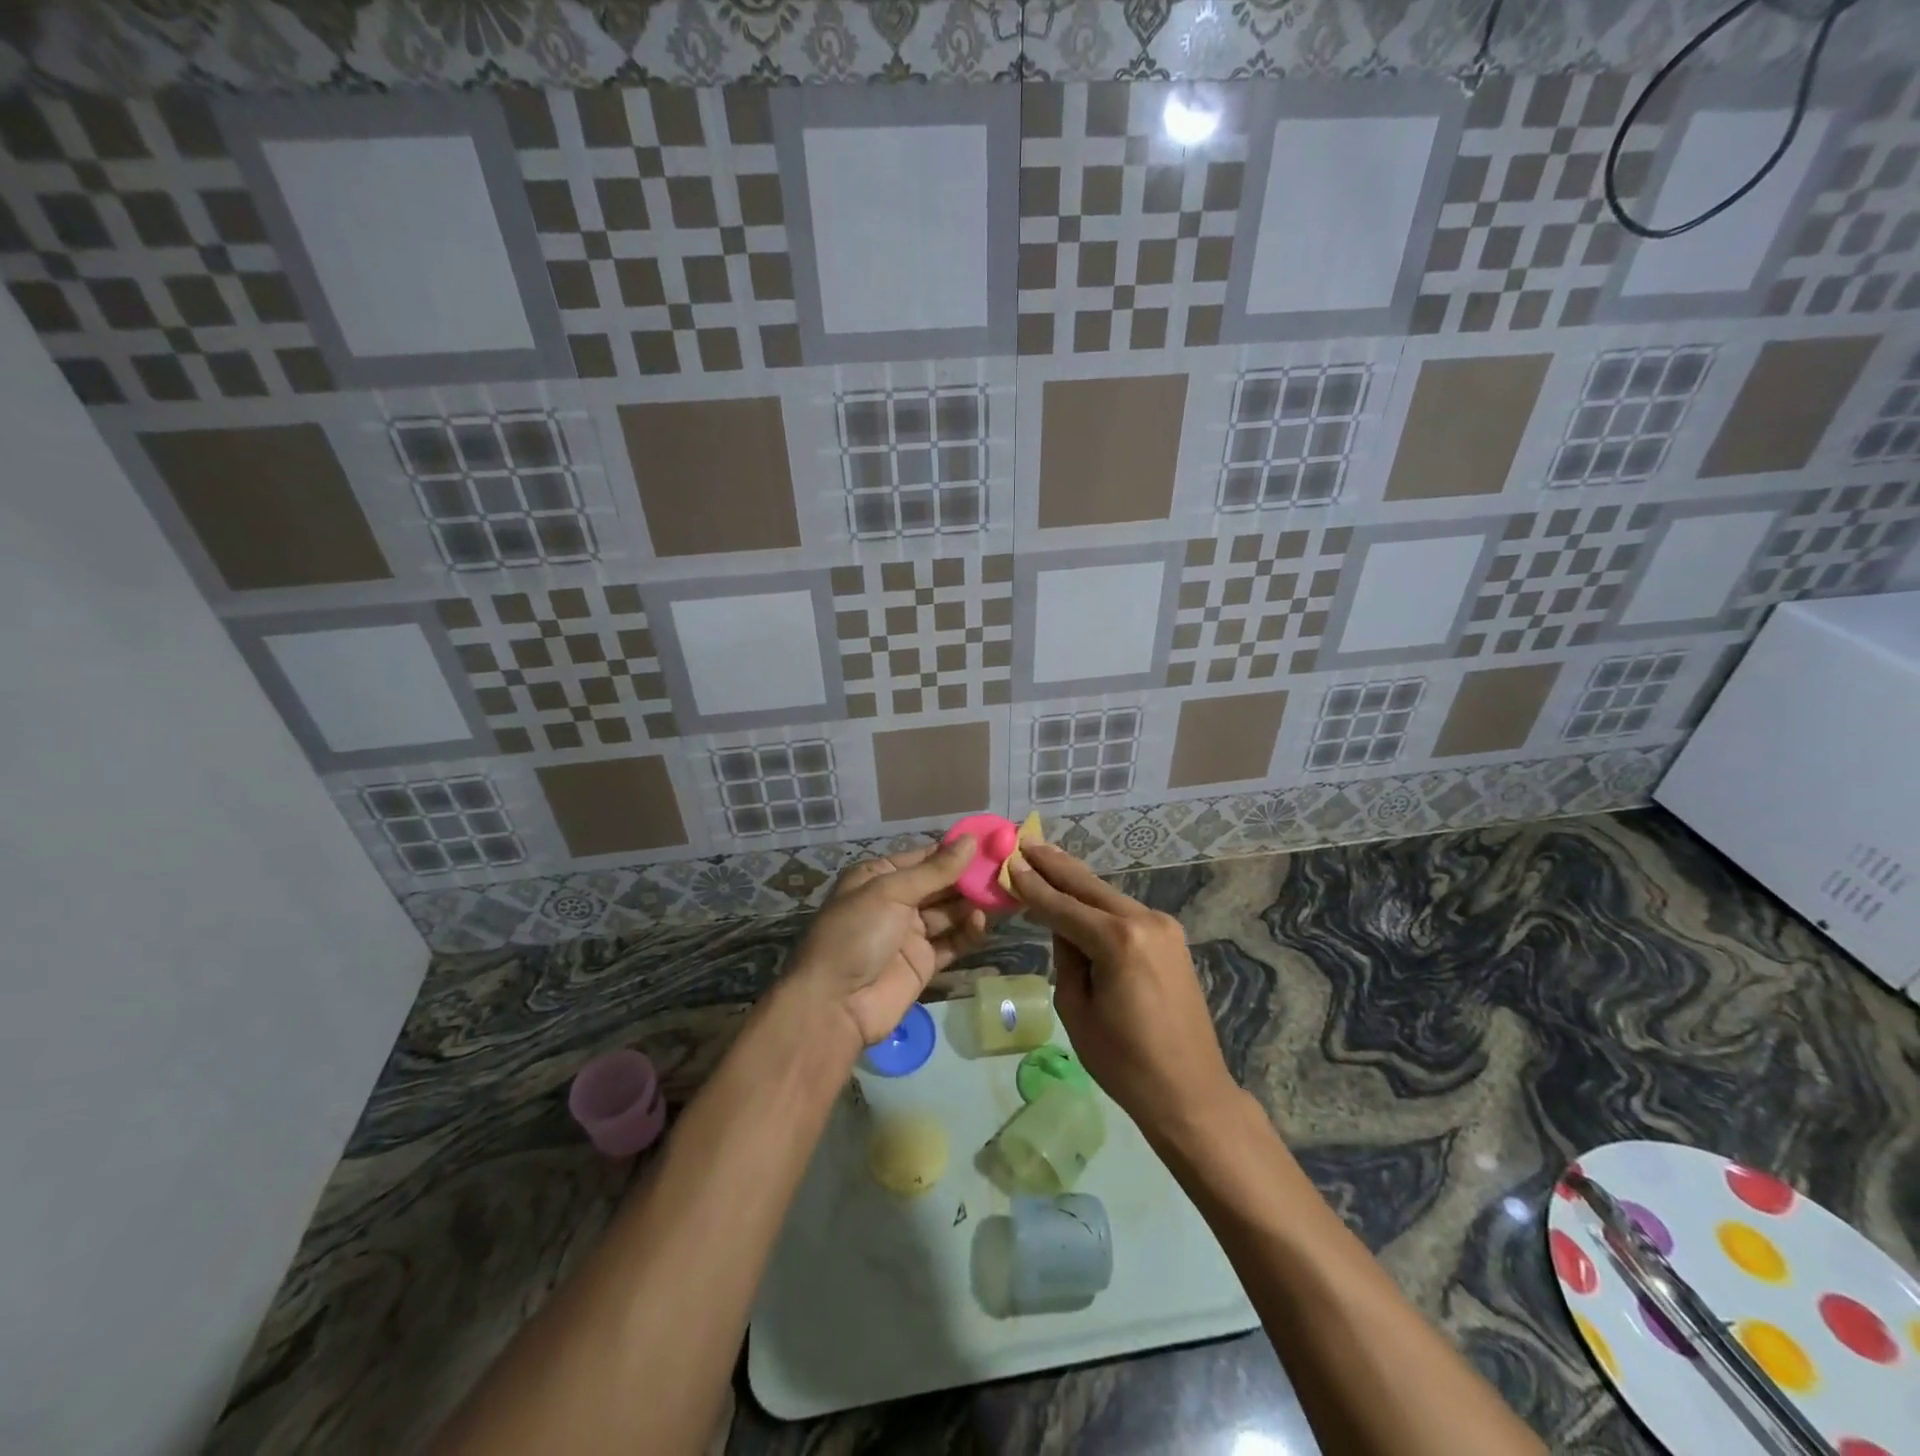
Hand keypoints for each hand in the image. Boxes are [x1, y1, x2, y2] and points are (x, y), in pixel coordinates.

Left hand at [786, 836, 987, 1049]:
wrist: (834, 1005)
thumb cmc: (855, 934)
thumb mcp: (891, 893)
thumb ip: (935, 870)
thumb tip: (971, 840)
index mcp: (879, 876)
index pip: (925, 857)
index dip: (957, 850)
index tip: (993, 841)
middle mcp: (896, 901)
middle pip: (942, 884)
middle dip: (971, 877)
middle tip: (1007, 868)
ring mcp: (910, 933)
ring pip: (951, 912)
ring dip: (974, 903)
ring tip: (1003, 894)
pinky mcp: (924, 962)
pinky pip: (953, 941)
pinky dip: (968, 931)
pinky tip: (983, 922)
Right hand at [1008, 843, 1239, 1137]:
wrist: (1190, 1091)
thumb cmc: (1124, 1062)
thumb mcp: (1076, 1009)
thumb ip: (1065, 958)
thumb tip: (1063, 928)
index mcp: (1117, 941)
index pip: (1062, 906)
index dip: (1033, 886)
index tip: (1009, 861)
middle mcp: (1144, 921)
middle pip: (1088, 886)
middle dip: (1054, 864)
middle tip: (1025, 840)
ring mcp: (1163, 927)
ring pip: (1107, 895)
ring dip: (1075, 879)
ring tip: (1045, 857)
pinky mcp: (1171, 937)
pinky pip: (1124, 911)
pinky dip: (1098, 901)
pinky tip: (1078, 892)